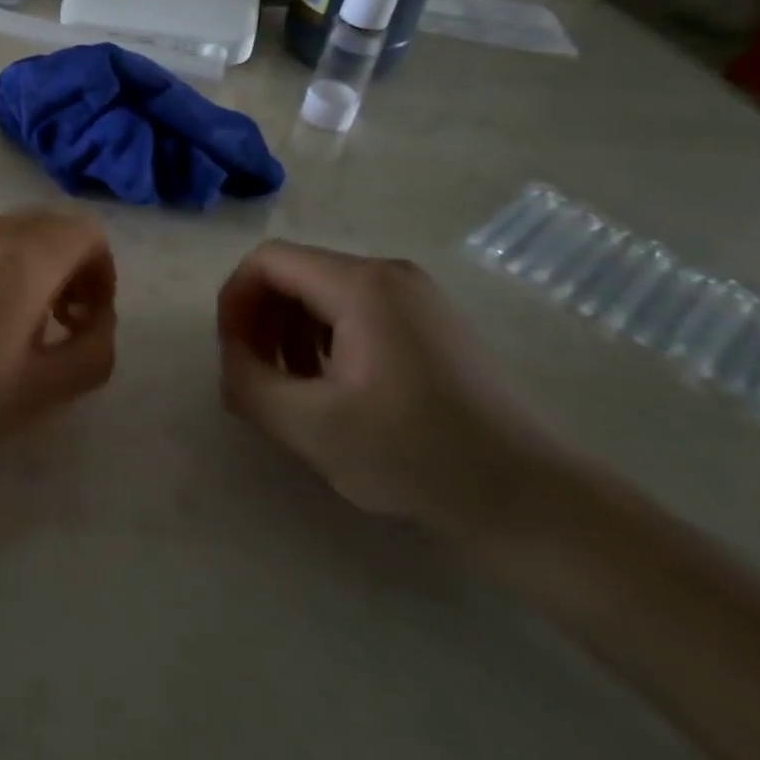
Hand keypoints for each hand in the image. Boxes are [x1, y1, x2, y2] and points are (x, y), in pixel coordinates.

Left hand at [0, 209, 117, 477]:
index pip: (87, 232)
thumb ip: (92, 352)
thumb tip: (99, 323)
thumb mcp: (39, 392)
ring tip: (18, 327)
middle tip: (60, 325)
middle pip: (52, 226)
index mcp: (24, 256)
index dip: (102, 274)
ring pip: (15, 232)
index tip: (87, 321)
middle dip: (71, 269)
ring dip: (35, 267)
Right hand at [216, 242, 552, 535]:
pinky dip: (325, 339)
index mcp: (360, 284)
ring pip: (322, 293)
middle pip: (294, 274)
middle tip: (256, 376)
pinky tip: (334, 389)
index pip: (267, 261)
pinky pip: (354, 310)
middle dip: (262, 321)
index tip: (232, 355)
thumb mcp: (311, 427)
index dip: (235, 301)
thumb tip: (231, 359)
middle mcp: (387, 273)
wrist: (527, 498)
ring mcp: (414, 295)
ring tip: (293, 389)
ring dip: (290, 333)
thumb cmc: (415, 455)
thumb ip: (248, 384)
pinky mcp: (429, 320)